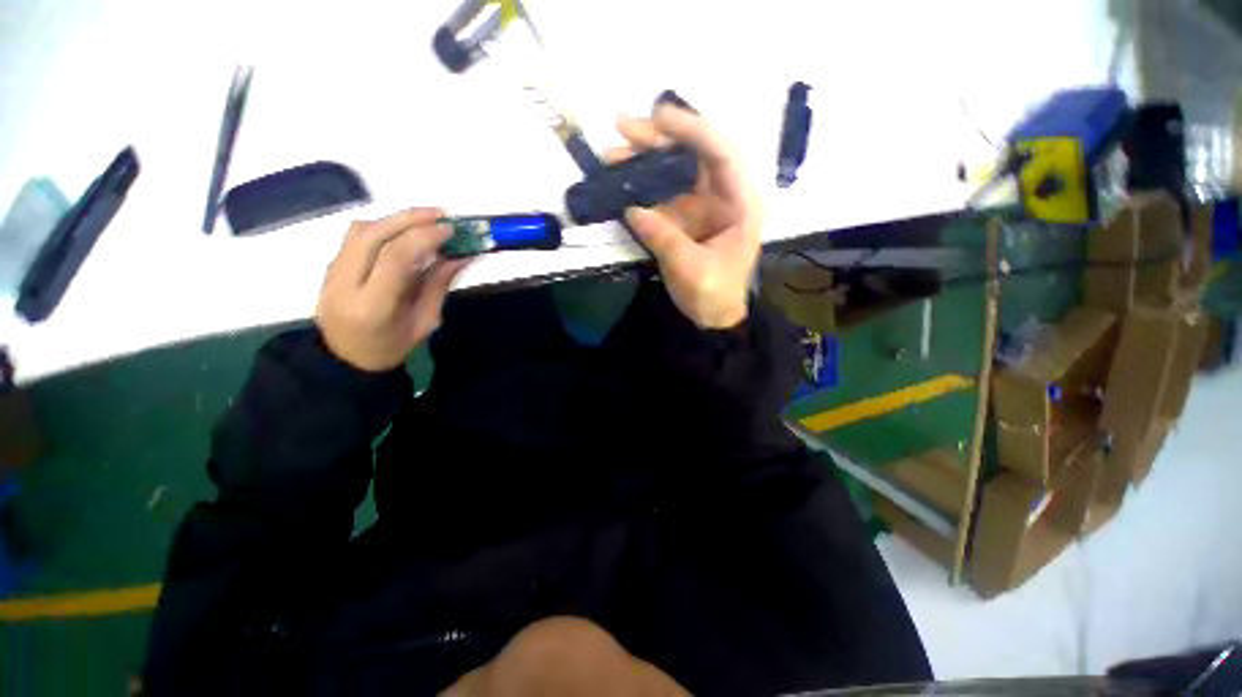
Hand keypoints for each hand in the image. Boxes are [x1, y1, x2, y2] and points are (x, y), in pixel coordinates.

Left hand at [315, 208, 467, 371]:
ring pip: (361, 230)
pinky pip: (355, 237)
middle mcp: (345, 284)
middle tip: (442, 215)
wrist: (346, 359)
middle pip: (374, 234)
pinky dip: (383, 227)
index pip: (395, 258)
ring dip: (395, 219)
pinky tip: (404, 232)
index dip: (424, 237)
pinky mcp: (330, 266)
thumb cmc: (392, 347)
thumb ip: (439, 285)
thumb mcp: (425, 322)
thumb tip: (461, 256)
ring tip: (426, 220)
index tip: (451, 230)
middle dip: (410, 218)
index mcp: (373, 306)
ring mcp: (331, 273)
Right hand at [610, 105, 762, 328]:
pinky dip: (640, 186)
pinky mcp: (682, 217)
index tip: (658, 117)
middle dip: (659, 139)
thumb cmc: (714, 294)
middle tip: (623, 126)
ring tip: (612, 153)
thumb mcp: (693, 270)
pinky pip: (661, 194)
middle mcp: (722, 195)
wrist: (712, 316)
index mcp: (740, 203)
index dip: (692, 131)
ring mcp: (700, 205)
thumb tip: (631, 209)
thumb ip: (665, 239)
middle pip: (693, 156)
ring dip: (644, 160)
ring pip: (674, 171)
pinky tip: (618, 181)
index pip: (721, 154)